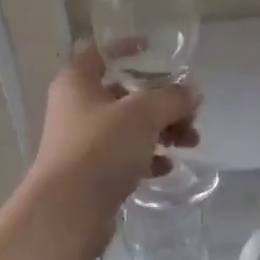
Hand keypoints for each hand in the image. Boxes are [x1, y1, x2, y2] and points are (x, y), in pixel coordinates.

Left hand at [25, 43, 199, 259]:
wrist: (67, 212)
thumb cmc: (100, 149)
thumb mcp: (143, 115)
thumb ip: (171, 99)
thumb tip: (192, 92)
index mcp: (77, 82)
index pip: (100, 51)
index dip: (128, 47)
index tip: (157, 51)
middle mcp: (76, 107)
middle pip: (124, 93)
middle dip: (161, 102)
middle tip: (190, 114)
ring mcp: (82, 142)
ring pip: (128, 127)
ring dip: (161, 131)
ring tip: (190, 143)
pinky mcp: (91, 173)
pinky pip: (124, 157)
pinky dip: (147, 158)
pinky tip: (167, 168)